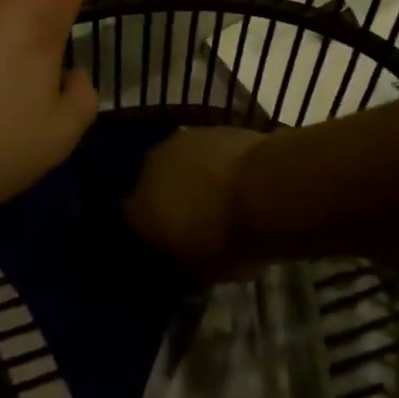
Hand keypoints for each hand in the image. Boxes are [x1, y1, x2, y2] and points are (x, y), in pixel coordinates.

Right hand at [123, 125, 267, 279]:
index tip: (168, 240)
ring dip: (188, 174)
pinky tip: (230, 173)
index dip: (151, 231)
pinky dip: (210, 159)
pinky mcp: (206, 126)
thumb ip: (183, 260)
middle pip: (151, 185)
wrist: (265, 188)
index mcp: (140, 209)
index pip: (133, 221)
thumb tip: (182, 255)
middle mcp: (149, 169)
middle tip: (191, 215)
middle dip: (166, 197)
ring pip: (175, 162)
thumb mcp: (203, 271)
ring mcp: (177, 142)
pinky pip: (201, 148)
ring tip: (213, 192)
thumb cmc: (230, 239)